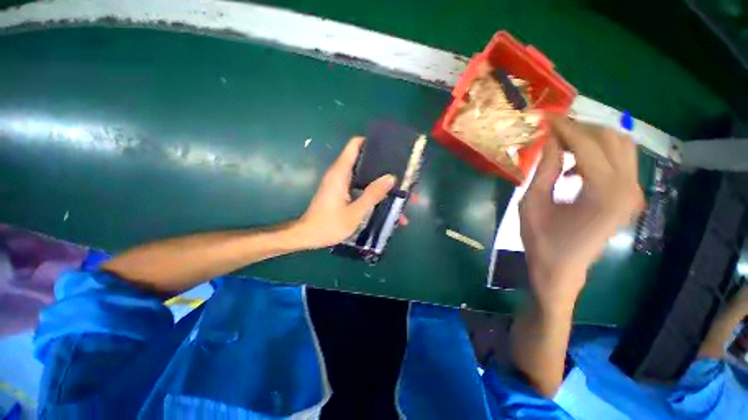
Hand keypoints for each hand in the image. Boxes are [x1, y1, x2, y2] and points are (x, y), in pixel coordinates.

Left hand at [294, 136, 394, 248]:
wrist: (308, 236)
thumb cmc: (329, 225)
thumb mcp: (355, 212)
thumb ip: (372, 194)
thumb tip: (391, 177)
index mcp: (340, 172)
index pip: (355, 145)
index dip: (371, 142)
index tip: (390, 148)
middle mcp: (340, 174)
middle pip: (363, 160)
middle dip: (382, 166)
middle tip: (401, 174)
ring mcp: (341, 183)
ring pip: (364, 176)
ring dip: (380, 183)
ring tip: (399, 192)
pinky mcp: (342, 193)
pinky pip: (360, 187)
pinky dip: (372, 193)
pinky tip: (386, 206)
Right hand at [519, 117, 643, 307]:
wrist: (562, 270)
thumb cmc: (541, 240)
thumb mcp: (532, 203)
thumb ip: (544, 168)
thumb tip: (550, 139)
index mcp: (602, 192)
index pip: (588, 144)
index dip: (565, 127)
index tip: (546, 117)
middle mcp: (627, 188)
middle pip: (612, 138)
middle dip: (581, 128)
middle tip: (553, 130)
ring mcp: (633, 192)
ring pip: (621, 146)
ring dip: (592, 138)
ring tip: (563, 145)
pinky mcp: (629, 197)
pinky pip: (620, 161)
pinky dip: (598, 154)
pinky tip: (574, 166)